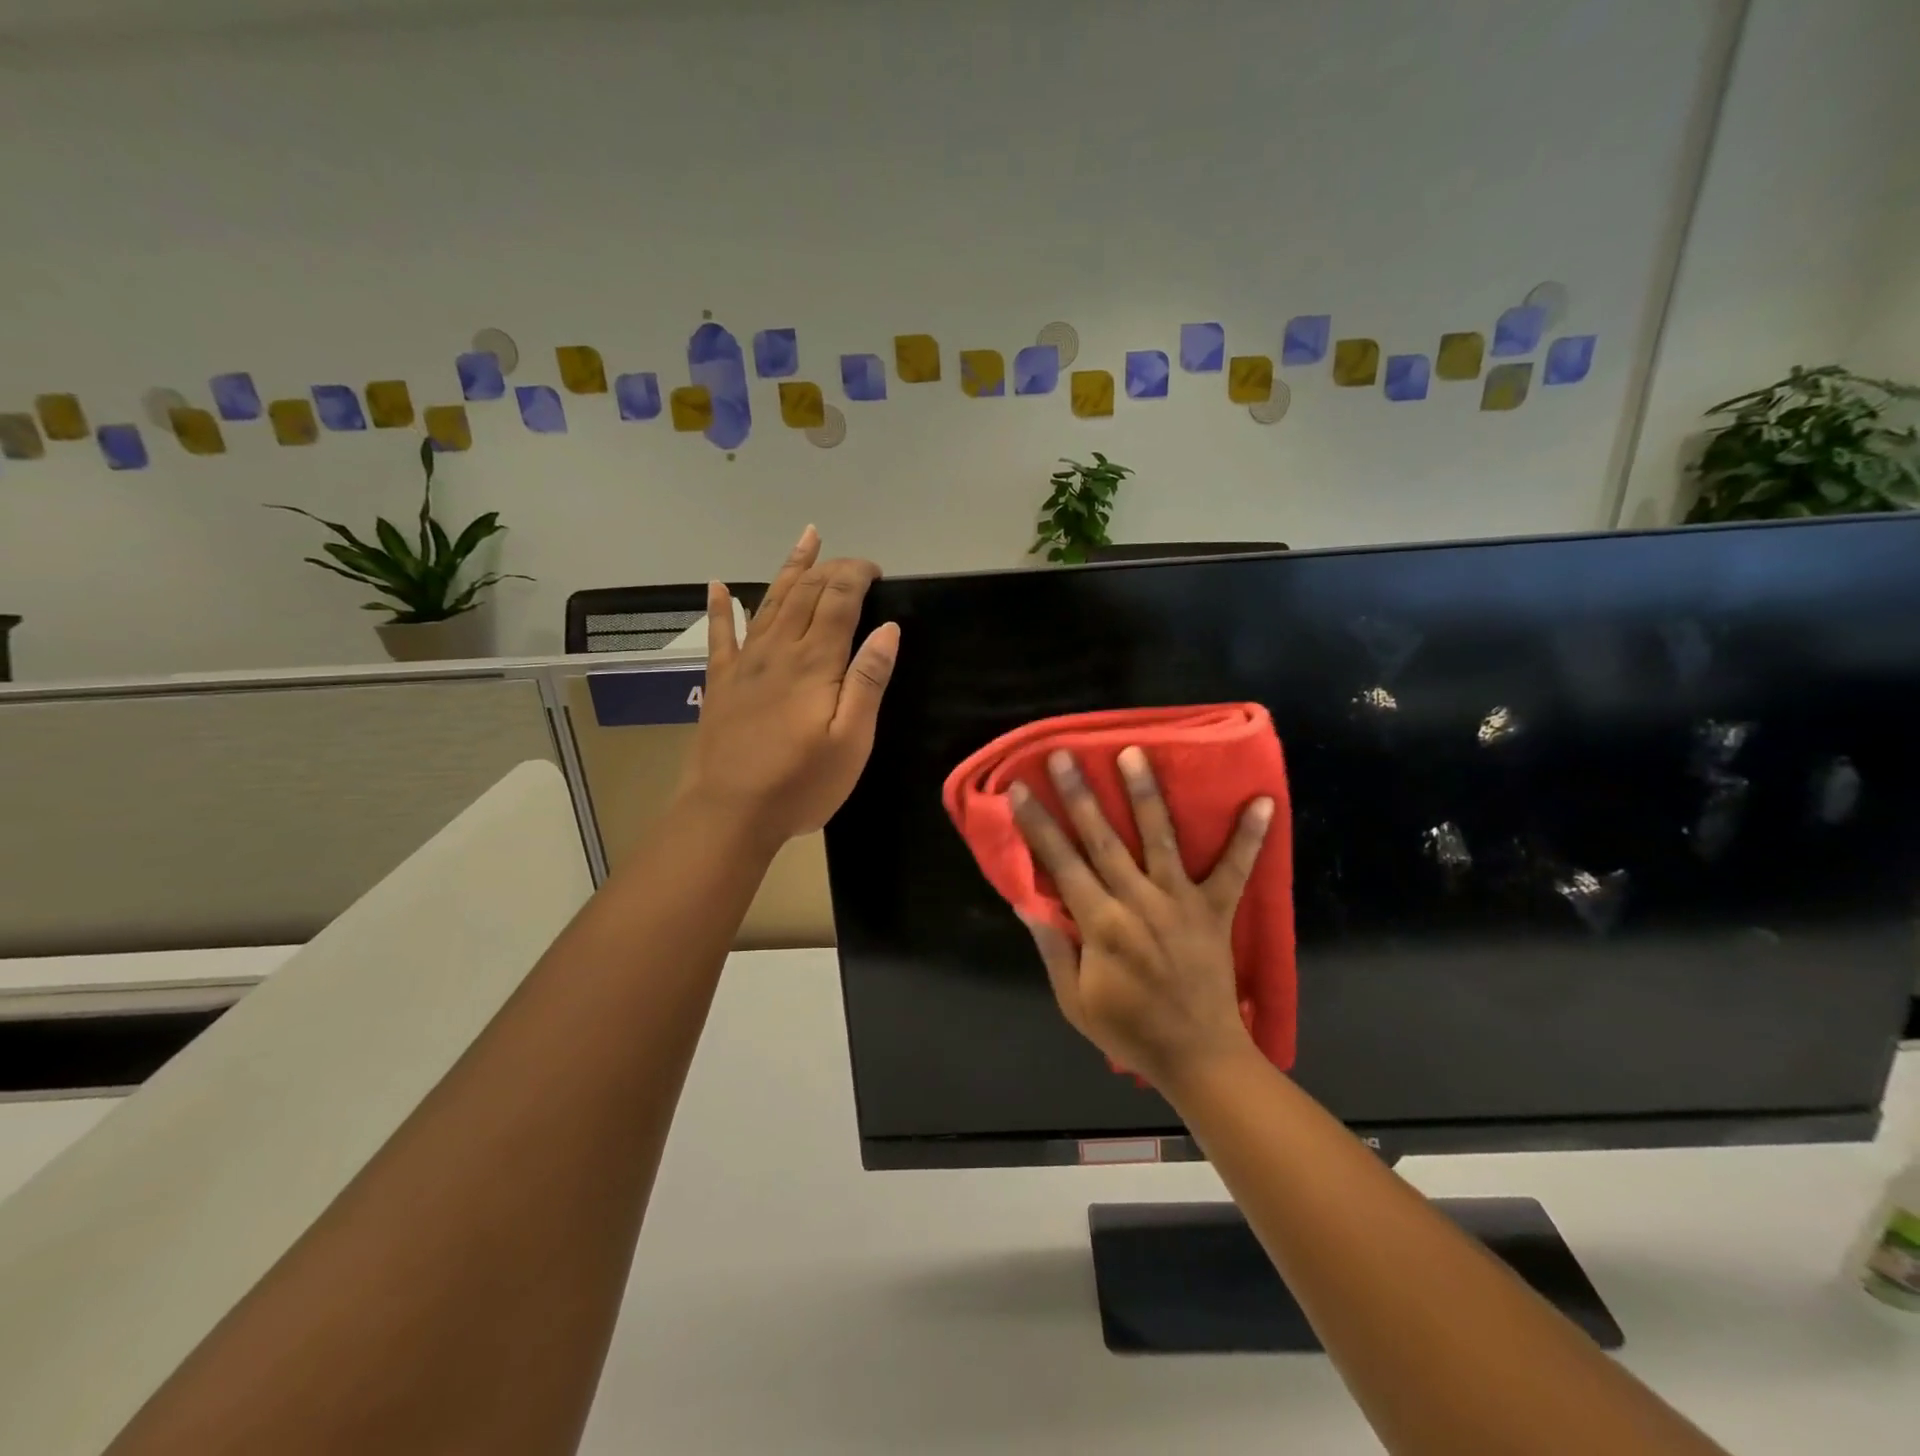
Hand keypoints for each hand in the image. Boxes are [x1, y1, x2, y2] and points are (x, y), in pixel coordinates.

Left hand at [678, 526, 898, 849]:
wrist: (728, 813)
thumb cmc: (800, 784)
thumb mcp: (852, 741)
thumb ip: (868, 681)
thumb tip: (887, 630)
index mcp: (815, 663)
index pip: (839, 600)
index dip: (857, 576)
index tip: (876, 570)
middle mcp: (778, 651)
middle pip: (805, 593)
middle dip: (831, 568)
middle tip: (853, 561)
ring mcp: (745, 664)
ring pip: (769, 602)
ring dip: (790, 570)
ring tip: (805, 540)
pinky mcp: (721, 683)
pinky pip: (721, 635)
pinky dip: (720, 608)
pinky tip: (717, 586)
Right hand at [1011, 746, 1272, 1093]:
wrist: (1199, 1057)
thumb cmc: (1130, 1030)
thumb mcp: (1074, 1002)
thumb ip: (1053, 950)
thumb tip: (1027, 905)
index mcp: (1101, 925)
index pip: (1062, 864)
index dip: (1038, 825)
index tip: (1021, 789)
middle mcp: (1139, 902)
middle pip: (1104, 840)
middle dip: (1081, 795)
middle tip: (1065, 755)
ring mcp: (1181, 902)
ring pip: (1160, 839)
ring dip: (1146, 795)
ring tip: (1135, 753)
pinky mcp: (1216, 910)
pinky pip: (1235, 869)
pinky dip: (1250, 837)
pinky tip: (1263, 801)